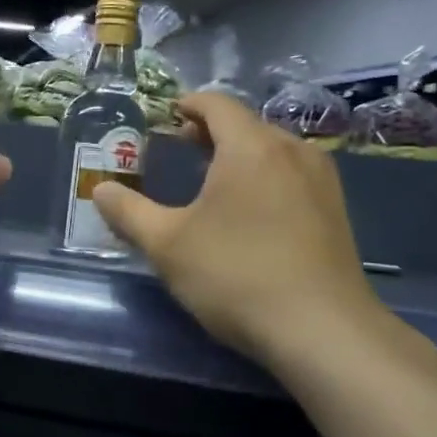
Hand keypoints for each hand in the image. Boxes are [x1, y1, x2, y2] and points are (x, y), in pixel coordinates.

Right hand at [91, 92, 386, 367]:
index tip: (166, 115)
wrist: (323, 332)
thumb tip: (100, 189)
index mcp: (251, 147)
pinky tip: (249, 210)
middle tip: (180, 146)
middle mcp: (292, 151)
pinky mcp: (336, 211)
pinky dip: (264, 175)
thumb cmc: (236, 275)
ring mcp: (321, 181)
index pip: (217, 104)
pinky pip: (292, 174)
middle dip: (210, 130)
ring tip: (211, 178)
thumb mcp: (167, 245)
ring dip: (239, 153)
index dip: (188, 104)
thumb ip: (128, 212)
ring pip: (273, 149)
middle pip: (246, 124)